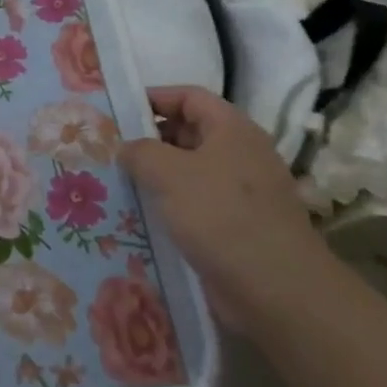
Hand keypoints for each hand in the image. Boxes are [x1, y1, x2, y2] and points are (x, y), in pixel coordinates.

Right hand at [120, 86, 330, 334]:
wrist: (276, 290)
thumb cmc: (221, 215)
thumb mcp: (168, 173)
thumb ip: (140, 152)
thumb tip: (126, 148)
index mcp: (232, 130)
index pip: (189, 97)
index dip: (154, 98)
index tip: (118, 111)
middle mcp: (240, 154)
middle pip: (189, 132)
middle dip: (150, 138)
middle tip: (110, 150)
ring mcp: (241, 192)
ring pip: (189, 171)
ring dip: (156, 176)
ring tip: (118, 183)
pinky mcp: (236, 226)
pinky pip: (196, 204)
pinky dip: (170, 205)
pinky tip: (141, 217)